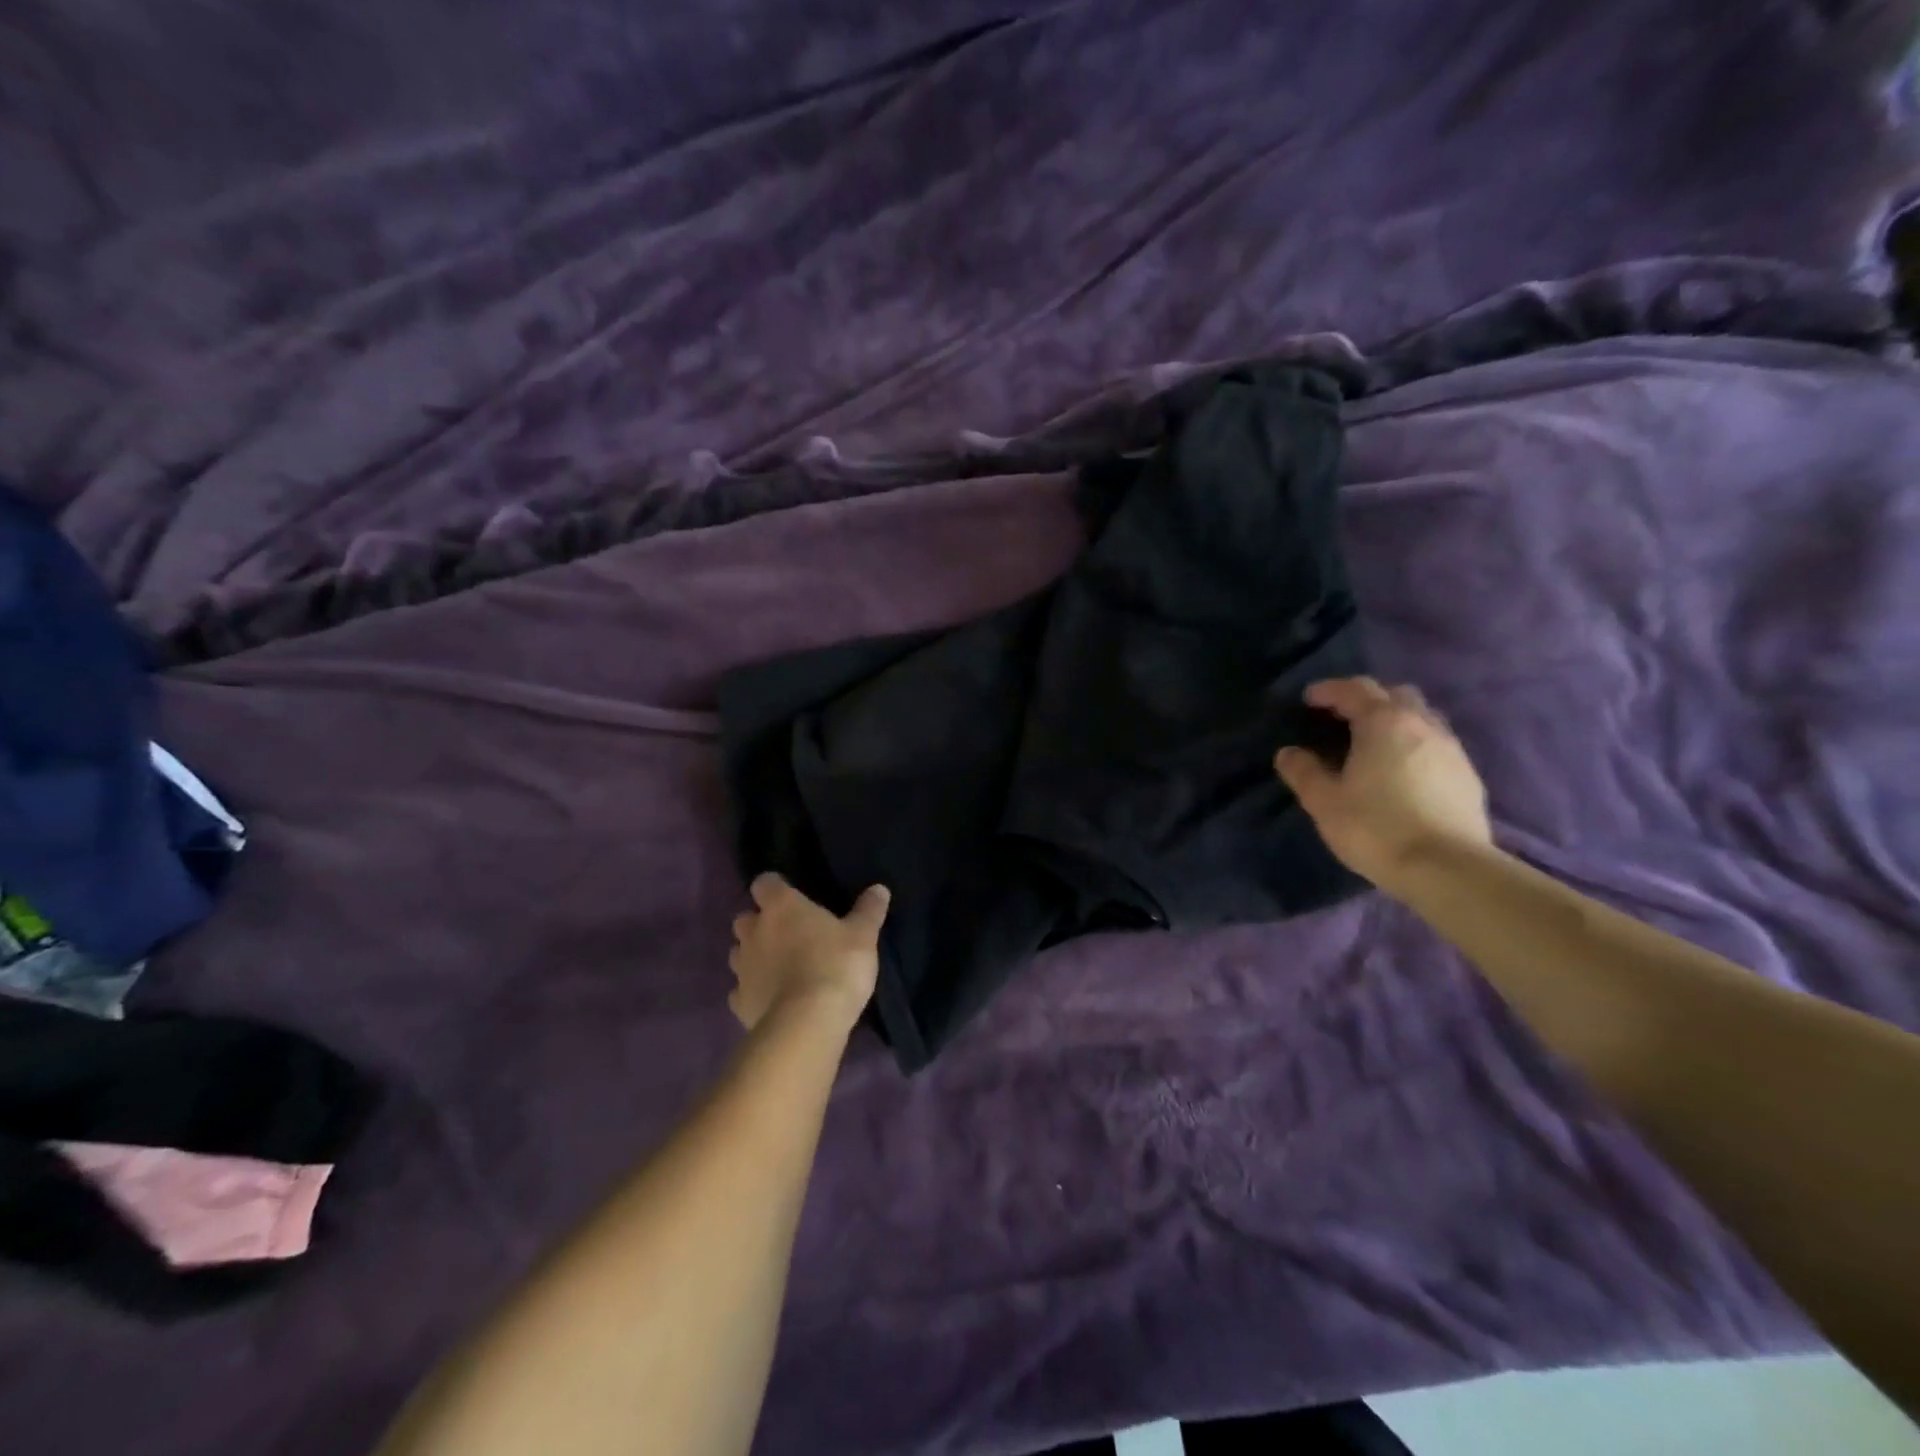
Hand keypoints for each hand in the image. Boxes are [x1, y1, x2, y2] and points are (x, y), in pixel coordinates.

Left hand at [728, 873, 888, 1032]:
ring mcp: (742, 968)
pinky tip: (771, 999)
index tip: (791, 896)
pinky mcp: (739, 1002)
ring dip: (753, 956)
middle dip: (760, 923)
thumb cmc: (836, 965)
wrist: (807, 1023)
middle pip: (745, 918)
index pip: (765, 883)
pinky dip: (752, 991)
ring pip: (739, 953)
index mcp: (781, 906)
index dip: (776, 888)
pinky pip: (740, 990)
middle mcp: (754, 931)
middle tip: (787, 934)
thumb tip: (879, 889)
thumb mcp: (863, 935)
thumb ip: (869, 910)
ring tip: (778, 967)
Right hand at [1274, 677, 1491, 894]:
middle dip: (1368, 699)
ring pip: (1422, 718)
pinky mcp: (1469, 776)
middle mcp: (1422, 725)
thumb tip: (1288, 753)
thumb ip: (1304, 772)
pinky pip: (1437, 745)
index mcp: (1383, 723)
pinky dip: (1415, 745)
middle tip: (1343, 717)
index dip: (1329, 690)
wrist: (1447, 868)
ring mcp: (1451, 749)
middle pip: (1395, 695)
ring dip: (1396, 720)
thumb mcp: (1324, 802)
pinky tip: (1403, 771)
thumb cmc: (1376, 827)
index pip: (1355, 690)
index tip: (1308, 699)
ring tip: (1374, 743)